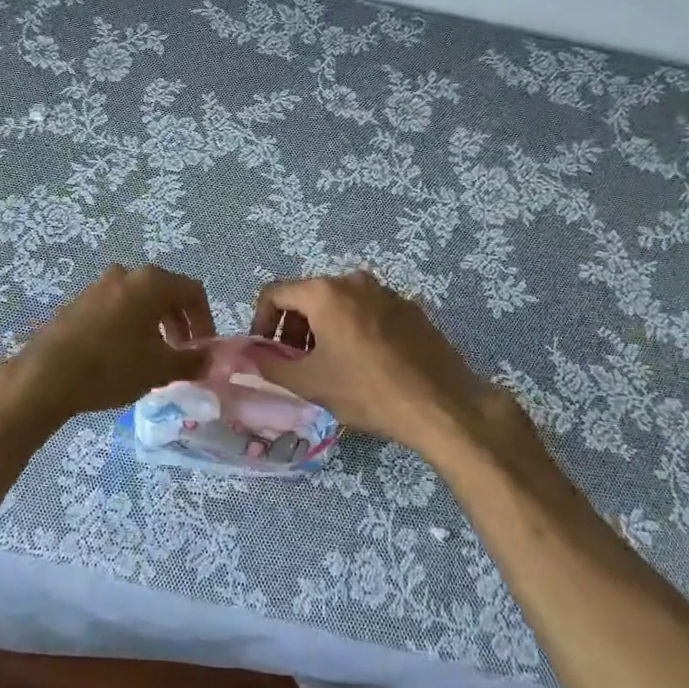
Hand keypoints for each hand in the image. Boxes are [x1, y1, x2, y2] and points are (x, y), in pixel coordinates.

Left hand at [0, 264, 214, 425]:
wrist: (46, 376)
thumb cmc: (112, 366)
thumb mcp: (159, 368)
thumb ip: (192, 361)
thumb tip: (211, 359)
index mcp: (150, 282)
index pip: (193, 292)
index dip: (205, 321)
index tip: (204, 350)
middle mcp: (125, 275)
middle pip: (165, 294)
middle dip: (179, 324)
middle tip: (181, 355)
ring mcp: (98, 286)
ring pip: (139, 302)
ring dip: (154, 326)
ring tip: (153, 359)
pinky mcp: (78, 303)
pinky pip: (115, 309)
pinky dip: (129, 327)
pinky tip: (122, 357)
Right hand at [250, 270, 535, 460]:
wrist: (442, 405)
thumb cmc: (367, 392)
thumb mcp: (310, 383)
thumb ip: (269, 364)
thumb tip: (246, 356)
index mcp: (324, 292)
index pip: (274, 293)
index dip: (260, 321)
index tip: (264, 351)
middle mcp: (353, 281)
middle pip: (307, 296)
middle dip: (292, 327)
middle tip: (295, 362)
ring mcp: (385, 292)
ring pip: (338, 303)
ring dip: (321, 329)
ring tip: (328, 366)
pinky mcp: (409, 308)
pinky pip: (366, 311)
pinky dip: (352, 329)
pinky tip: (363, 364)